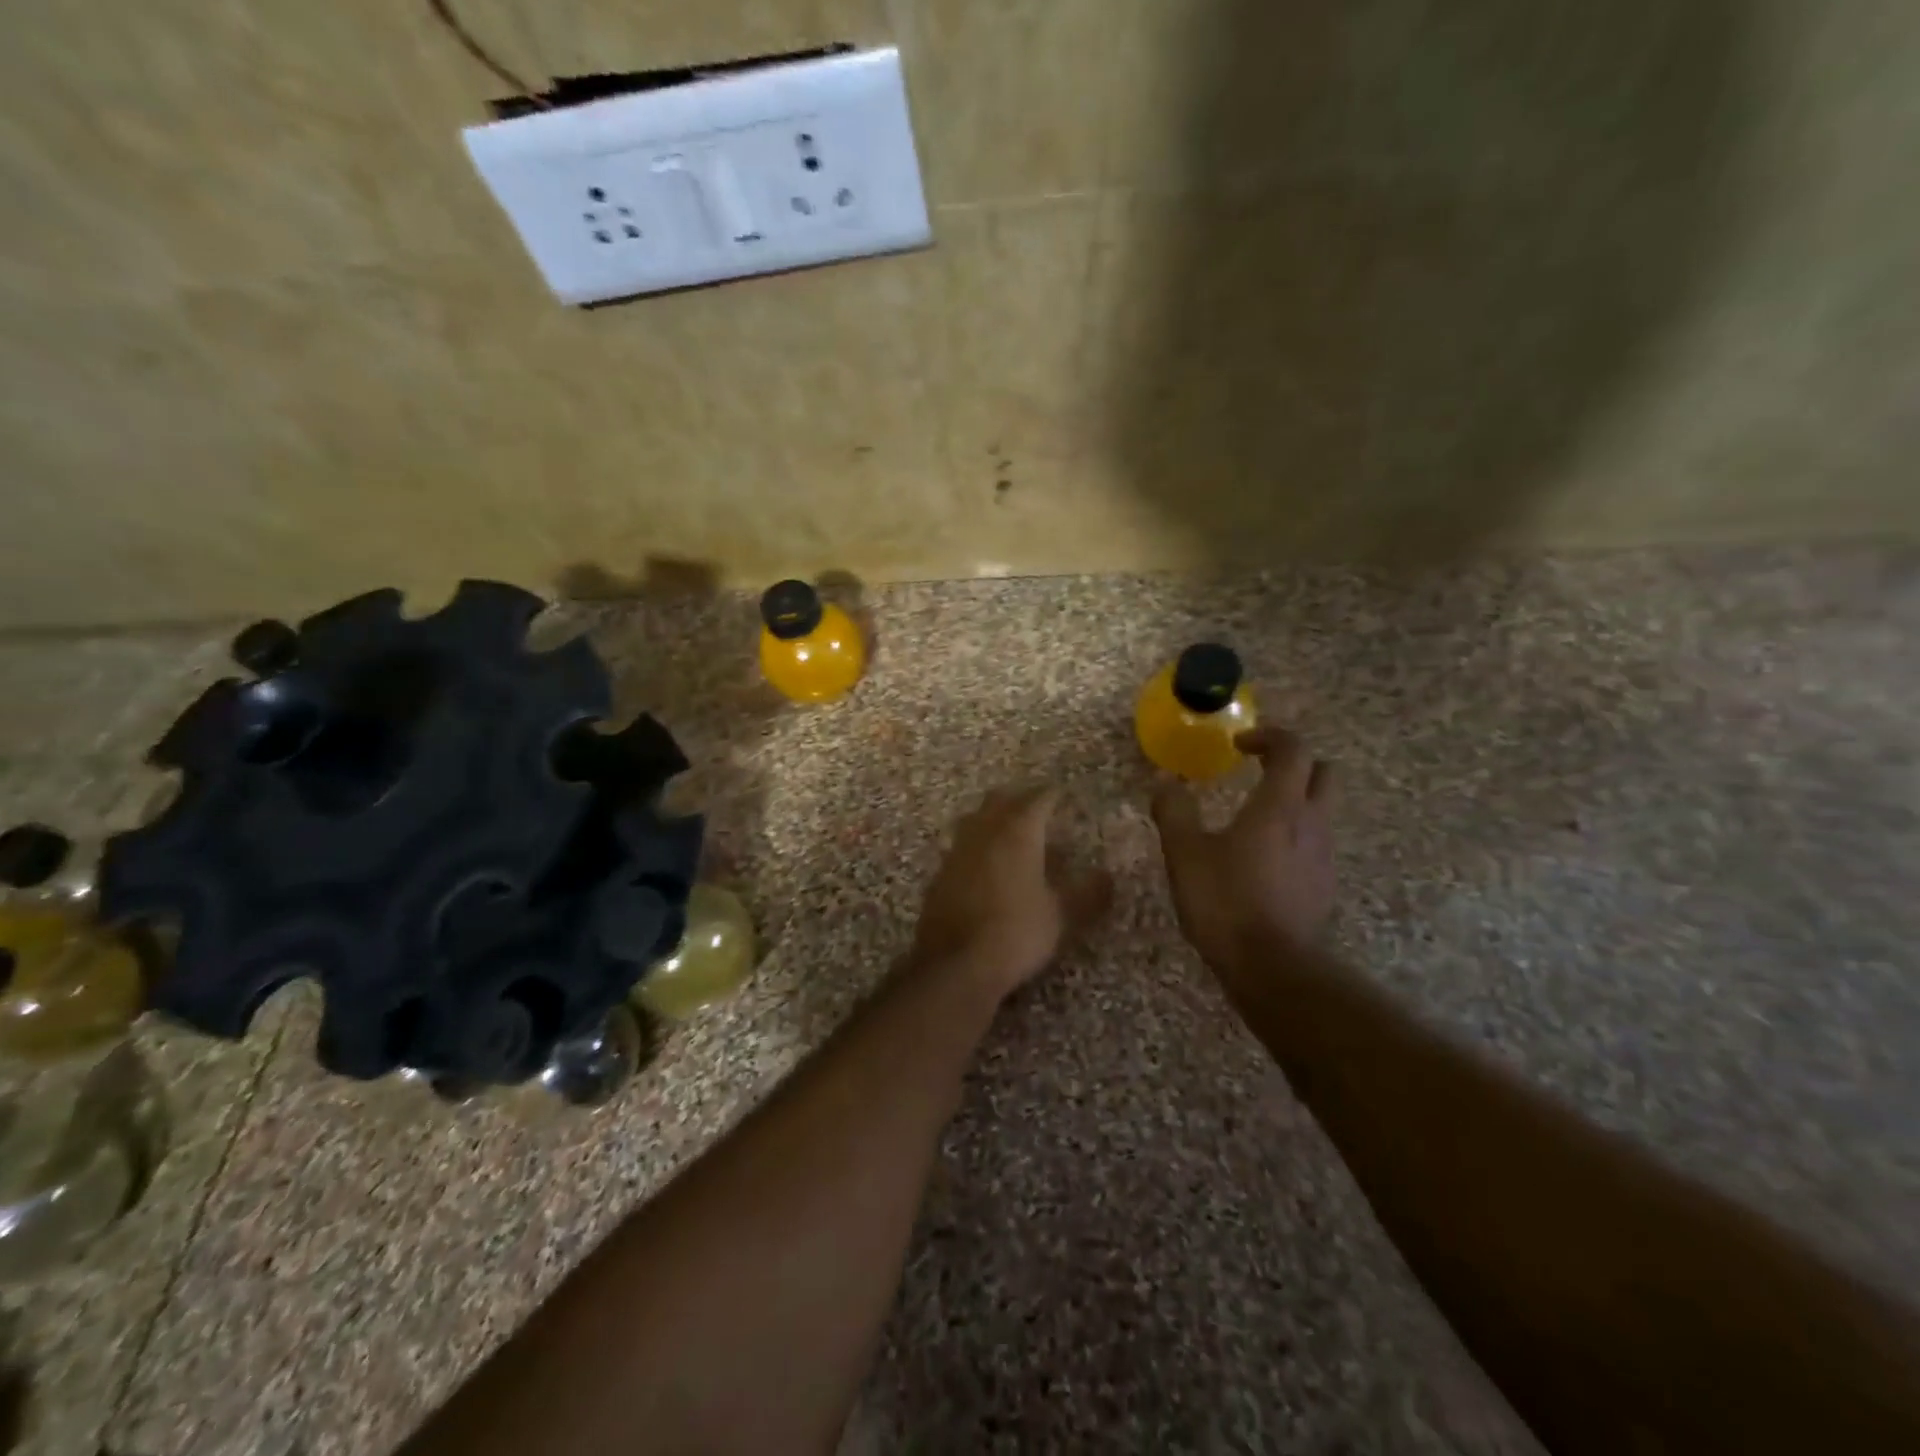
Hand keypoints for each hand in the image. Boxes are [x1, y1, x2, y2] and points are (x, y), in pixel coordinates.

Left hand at [911, 787, 1109, 999]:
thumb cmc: (1017, 932)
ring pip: (975, 819)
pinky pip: (962, 846)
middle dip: (1019, 798)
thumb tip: (1107, 876)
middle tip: (1036, 806)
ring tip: (1010, 831)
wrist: (955, 963)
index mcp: (1018, 832)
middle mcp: (984, 832)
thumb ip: (1088, 893)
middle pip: (1000, 800)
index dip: (1052, 794)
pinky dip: (977, 845)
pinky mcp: (940, 874)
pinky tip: (985, 864)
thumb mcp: (1062, 916)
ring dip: (993, 818)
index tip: (1063, 794)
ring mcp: (957, 851)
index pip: (1038, 799)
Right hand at [1151, 727, 1337, 977]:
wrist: (1273, 968)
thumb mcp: (1184, 853)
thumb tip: (1165, 780)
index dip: (1268, 736)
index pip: (1293, 749)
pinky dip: (1295, 835)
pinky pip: (1315, 843)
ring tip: (1254, 818)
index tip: (1239, 744)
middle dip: (1292, 763)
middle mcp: (1312, 822)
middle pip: (1322, 772)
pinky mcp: (1324, 885)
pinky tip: (1263, 859)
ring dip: (1294, 800)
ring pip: (1321, 809)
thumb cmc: (1225, 902)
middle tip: (1258, 772)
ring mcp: (1323, 856)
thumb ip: (1174, 811)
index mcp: (1280, 806)